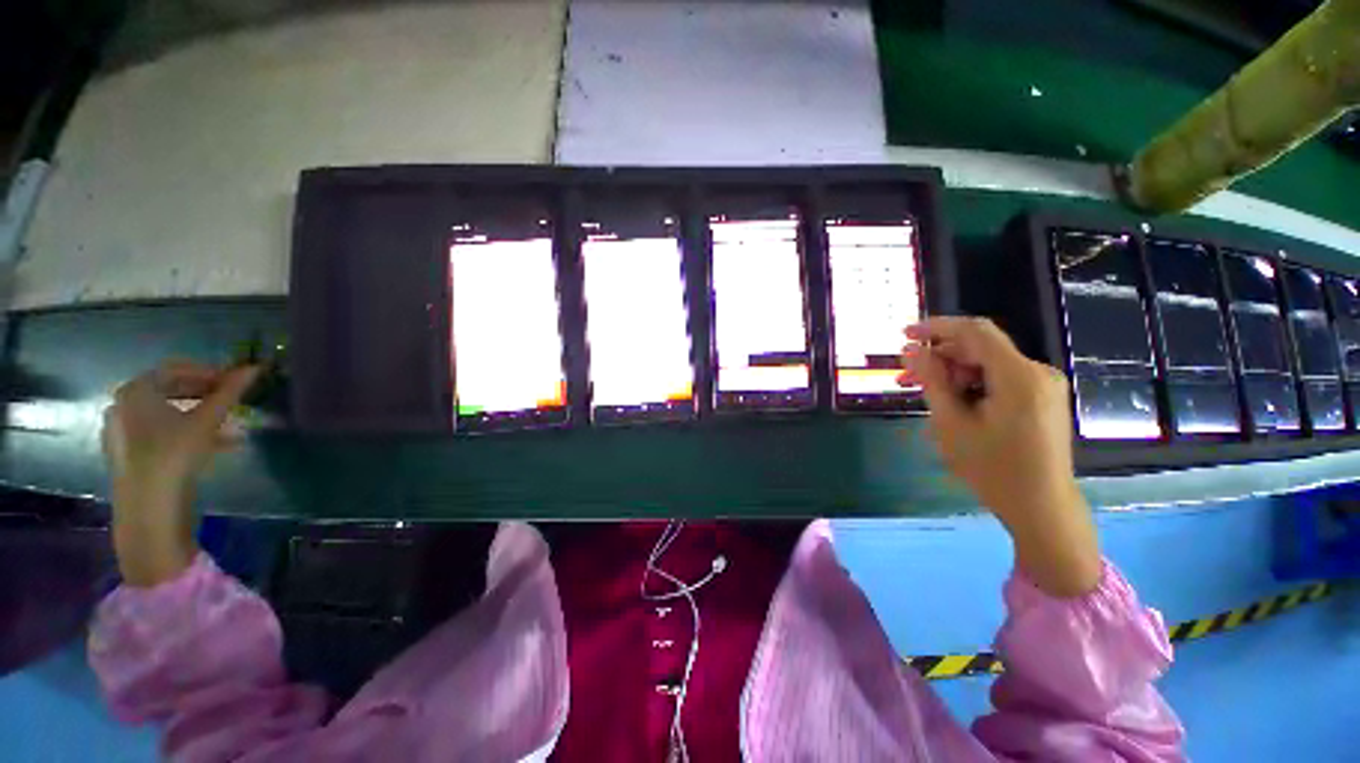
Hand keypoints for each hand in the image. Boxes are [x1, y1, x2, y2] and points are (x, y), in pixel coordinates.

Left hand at [102, 361, 259, 586]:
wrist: (149, 506)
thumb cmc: (174, 454)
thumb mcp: (208, 420)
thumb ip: (230, 392)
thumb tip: (255, 367)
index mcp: (136, 390)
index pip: (175, 369)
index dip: (208, 372)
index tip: (234, 381)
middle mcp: (122, 405)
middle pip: (168, 391)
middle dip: (203, 395)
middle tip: (231, 402)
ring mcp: (120, 431)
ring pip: (165, 415)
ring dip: (197, 416)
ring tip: (227, 428)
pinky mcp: (126, 454)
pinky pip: (157, 433)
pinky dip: (183, 433)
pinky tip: (210, 446)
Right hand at [899, 317, 1100, 596]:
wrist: (1041, 508)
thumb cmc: (993, 469)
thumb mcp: (952, 423)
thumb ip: (932, 381)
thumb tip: (910, 350)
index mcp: (1019, 376)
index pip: (975, 332)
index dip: (936, 327)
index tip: (904, 333)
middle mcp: (1037, 372)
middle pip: (979, 348)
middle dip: (938, 356)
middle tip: (904, 375)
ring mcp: (1042, 385)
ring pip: (986, 364)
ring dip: (951, 373)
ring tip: (921, 391)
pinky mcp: (1040, 398)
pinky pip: (998, 379)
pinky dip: (970, 384)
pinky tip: (949, 401)